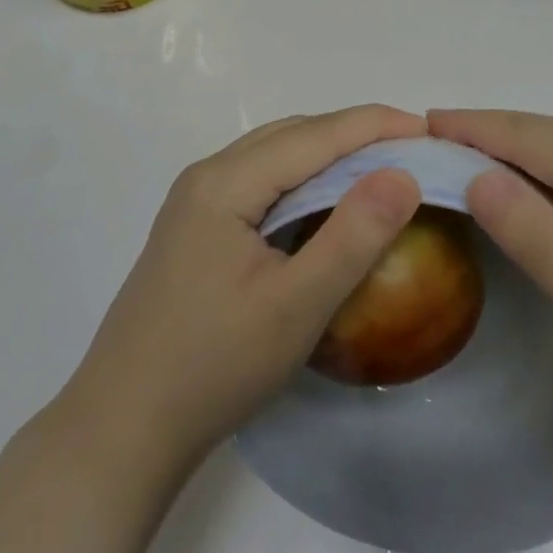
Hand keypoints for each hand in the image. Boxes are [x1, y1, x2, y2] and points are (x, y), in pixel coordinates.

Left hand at [66, 105, 424, 465]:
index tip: (430, 130)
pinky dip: (302, 181)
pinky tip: (325, 205)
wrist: (122, 427)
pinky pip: (260, 183)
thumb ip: (352, 236)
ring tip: (379, 171)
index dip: (375, 126)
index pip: (315, 135)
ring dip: (328, 155)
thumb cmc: (213, 367)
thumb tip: (402, 175)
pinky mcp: (195, 228)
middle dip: (355, 134)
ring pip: (274, 156)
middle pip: (293, 136)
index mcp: (226, 182)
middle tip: (412, 151)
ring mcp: (196, 201)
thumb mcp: (296, 306)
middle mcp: (207, 176)